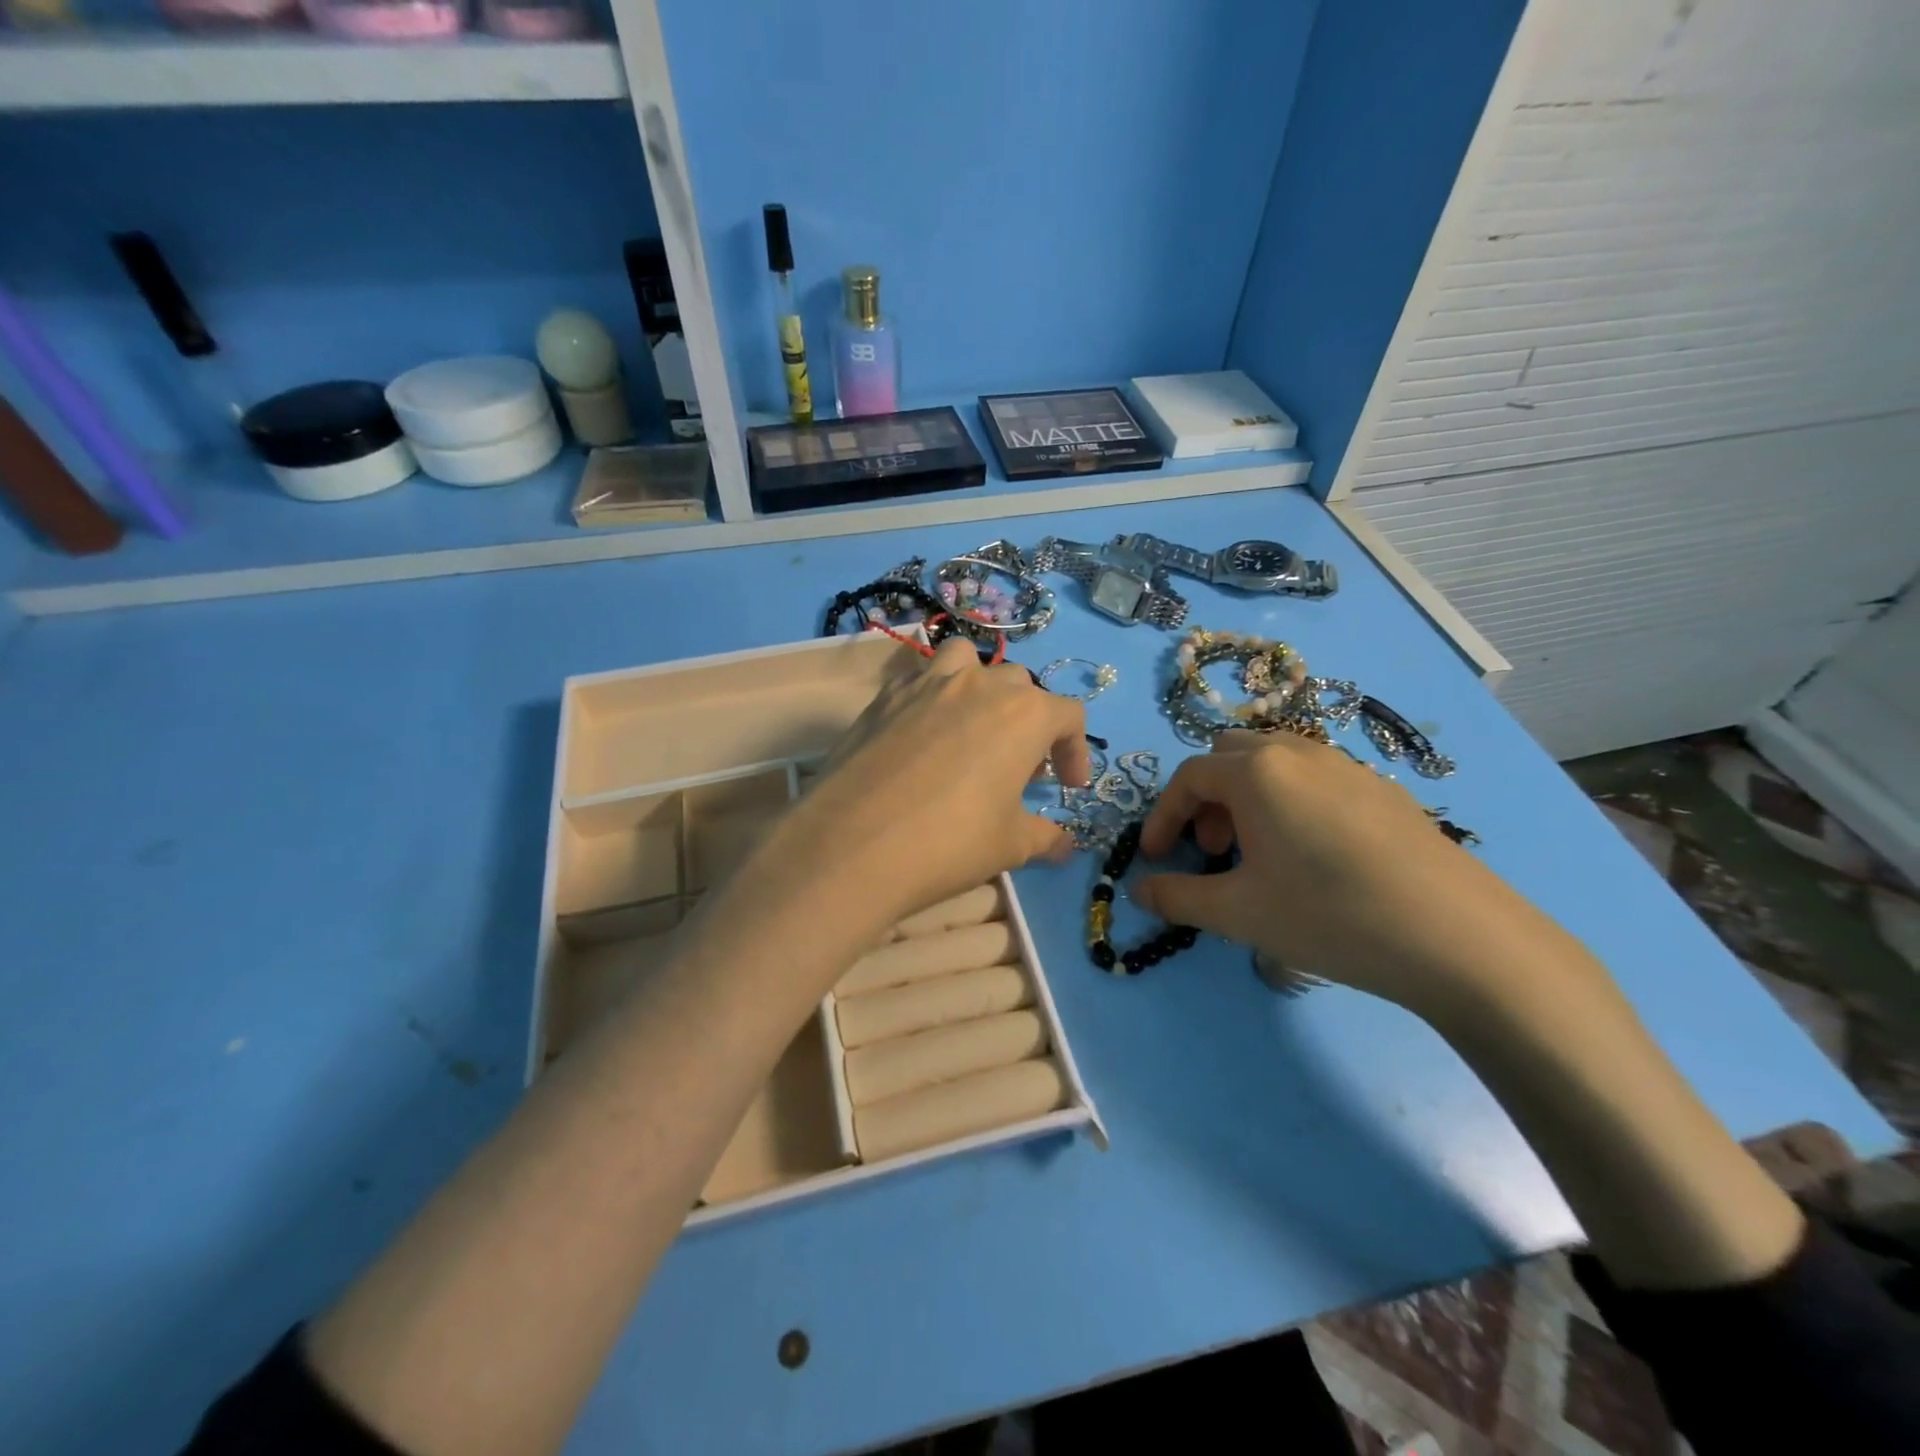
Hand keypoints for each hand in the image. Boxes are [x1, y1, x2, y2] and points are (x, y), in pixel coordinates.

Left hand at [763, 638, 1088, 930]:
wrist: (852, 843)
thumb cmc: (949, 842)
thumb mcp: (1010, 846)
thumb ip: (1045, 838)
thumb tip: (1065, 846)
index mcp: (1024, 714)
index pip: (1068, 715)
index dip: (1075, 751)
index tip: (1067, 787)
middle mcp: (979, 685)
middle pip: (1019, 686)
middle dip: (1028, 722)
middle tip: (1017, 768)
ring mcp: (926, 683)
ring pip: (965, 660)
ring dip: (978, 686)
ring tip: (972, 726)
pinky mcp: (883, 696)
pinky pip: (918, 680)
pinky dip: (930, 697)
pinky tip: (921, 737)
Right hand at [1134, 731, 1571, 1017]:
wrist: (1459, 938)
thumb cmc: (1329, 916)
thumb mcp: (1239, 912)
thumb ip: (1177, 898)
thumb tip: (1140, 891)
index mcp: (1256, 771)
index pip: (1188, 777)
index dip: (1163, 816)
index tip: (1155, 858)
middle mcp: (1297, 752)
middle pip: (1229, 755)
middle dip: (1205, 798)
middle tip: (1210, 848)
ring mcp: (1346, 765)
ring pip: (1275, 761)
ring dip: (1247, 796)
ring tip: (1258, 851)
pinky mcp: (1383, 789)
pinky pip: (1315, 777)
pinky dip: (1290, 801)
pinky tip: (1313, 855)